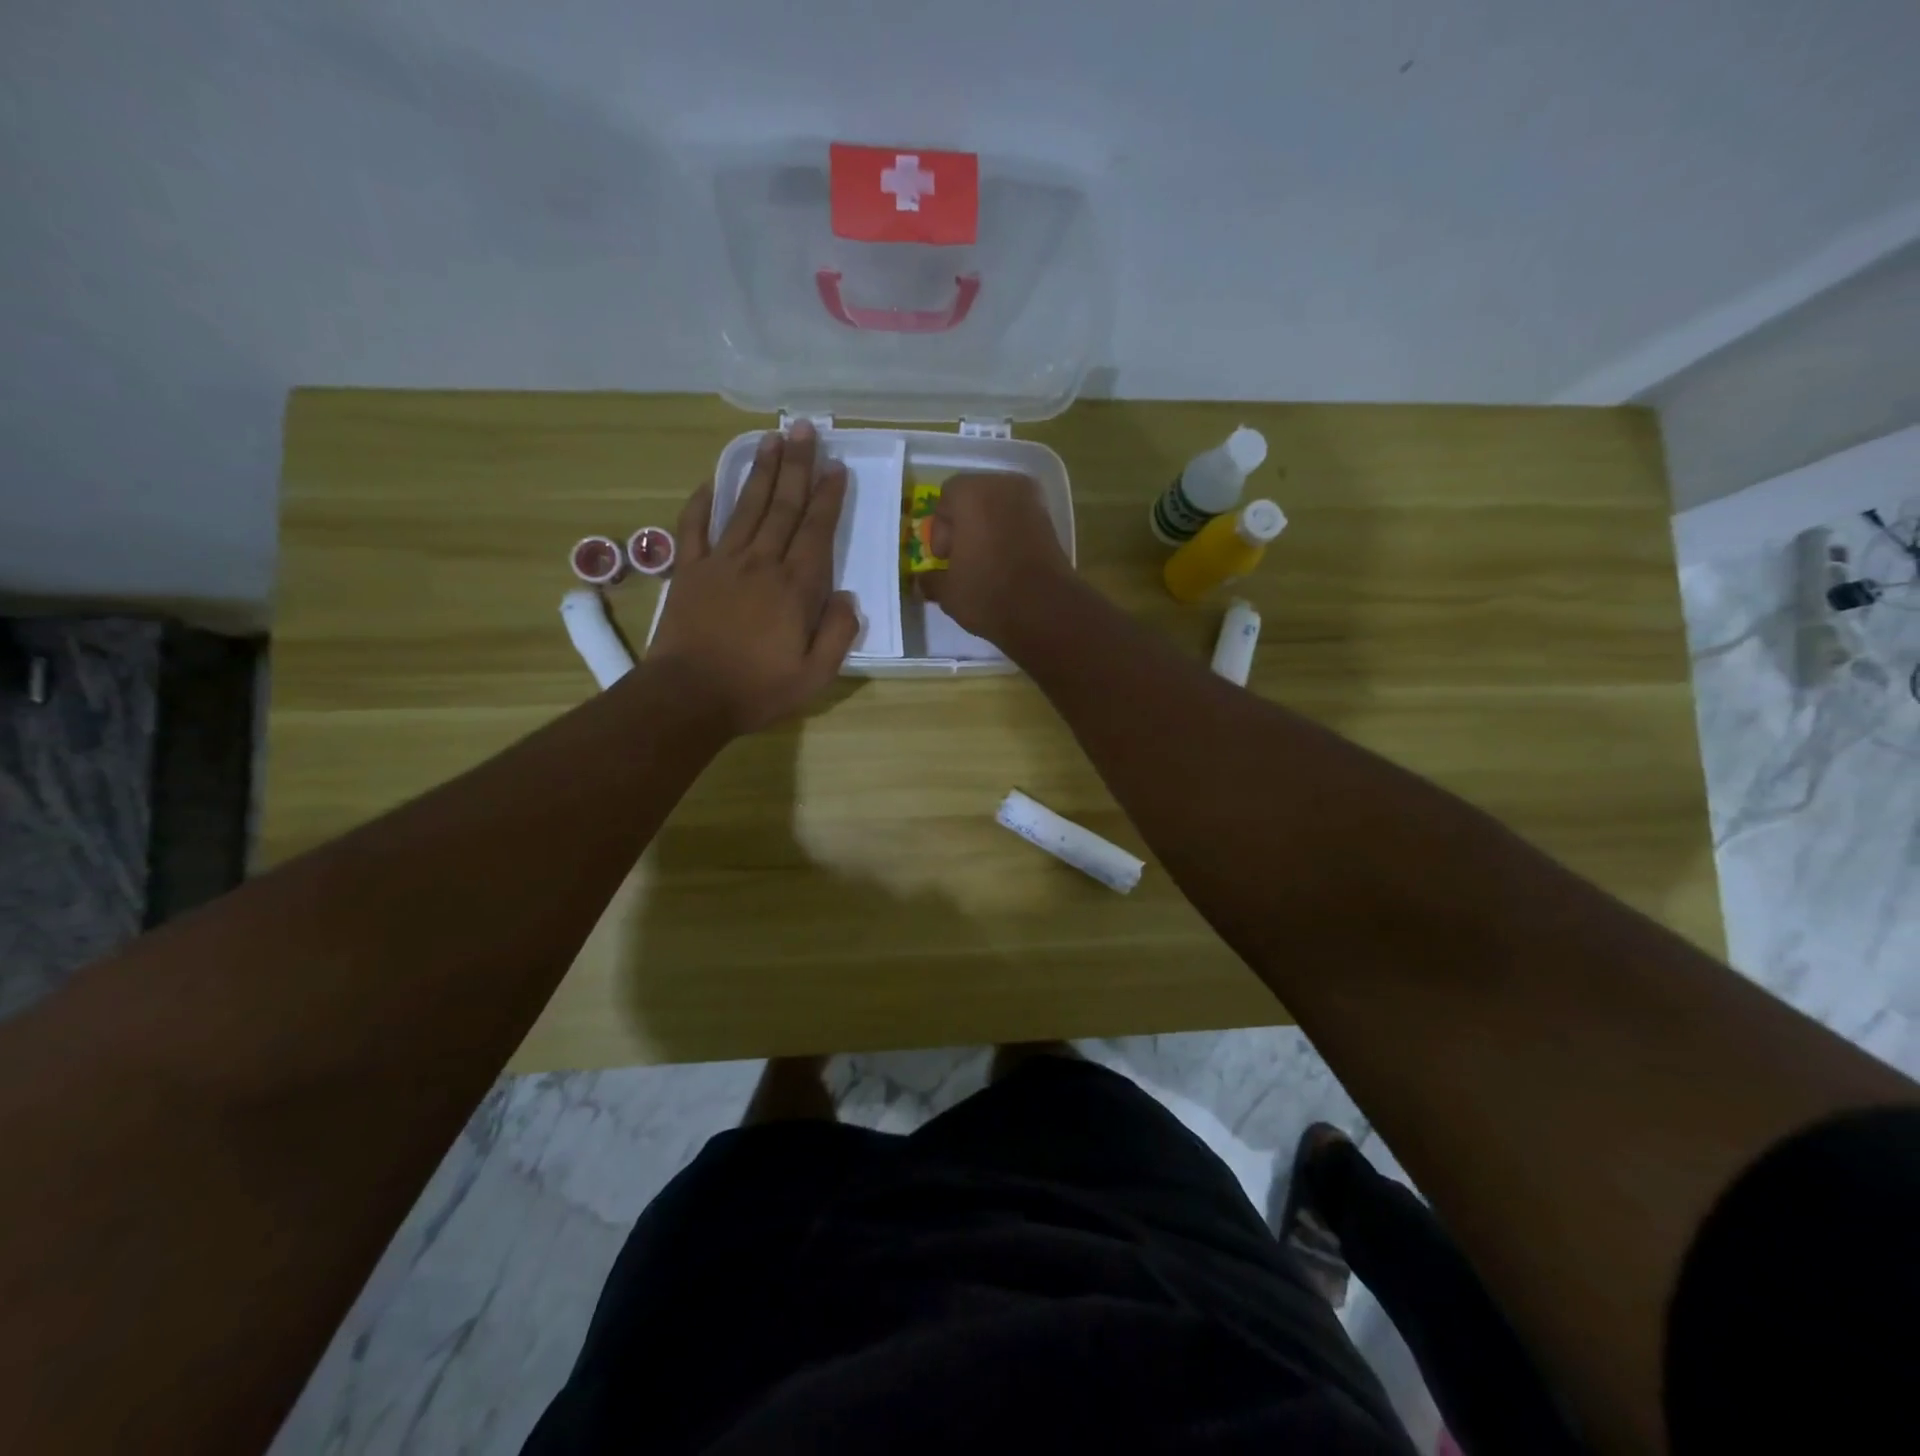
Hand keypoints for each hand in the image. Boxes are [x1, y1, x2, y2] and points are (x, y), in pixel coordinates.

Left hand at [647, 421, 859, 735]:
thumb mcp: (815, 675)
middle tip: (805, 430)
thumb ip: (838, 634)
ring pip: (746, 507)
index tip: (836, 469)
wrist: (689, 697)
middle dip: (797, 466)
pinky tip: (712, 482)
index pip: (816, 531)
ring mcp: (721, 563)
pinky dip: (703, 502)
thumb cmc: (758, 689)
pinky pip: (695, 527)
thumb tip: (849, 598)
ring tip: (771, 438)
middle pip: (782, 506)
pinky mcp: (689, 571)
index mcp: (795, 587)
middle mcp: (761, 563)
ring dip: (760, 471)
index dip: (828, 498)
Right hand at [920, 471, 1074, 644]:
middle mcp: (1004, 486)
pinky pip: (1020, 521)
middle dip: (964, 525)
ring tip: (984, 564)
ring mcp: (1033, 502)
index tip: (943, 558)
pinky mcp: (1051, 522)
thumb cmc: (987, 593)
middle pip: (974, 497)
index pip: (946, 497)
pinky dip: (1009, 536)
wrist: (1046, 610)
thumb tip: (925, 580)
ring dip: (988, 530)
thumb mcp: (948, 592)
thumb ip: (932, 580)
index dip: (940, 529)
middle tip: (961, 558)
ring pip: (999, 509)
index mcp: (972, 493)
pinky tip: (1005, 565)